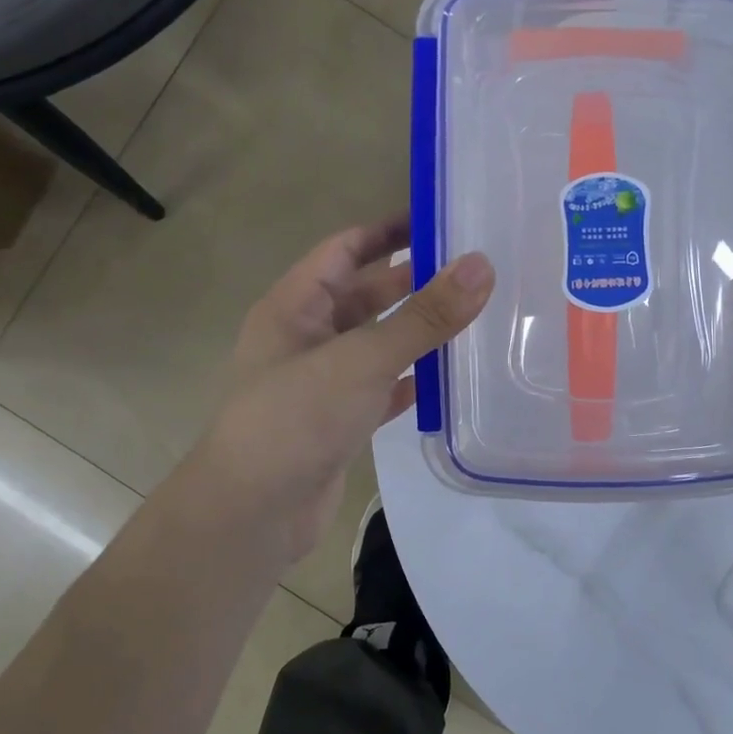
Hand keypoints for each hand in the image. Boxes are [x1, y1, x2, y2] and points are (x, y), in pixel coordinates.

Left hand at [166, 216, 493, 574]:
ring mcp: (319, 382)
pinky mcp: (335, 422)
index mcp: (293, 306)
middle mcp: (304, 338)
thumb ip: (423, 316)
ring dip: (413, 331)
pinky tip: (445, 378)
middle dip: (410, 281)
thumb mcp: (362, 359)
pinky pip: (379, 388)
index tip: (440, 217)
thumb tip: (481, 265)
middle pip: (362, 295)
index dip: (387, 230)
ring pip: (373, 343)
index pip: (344, 249)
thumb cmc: (295, 419)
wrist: (251, 515)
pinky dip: (408, 380)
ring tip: (470, 317)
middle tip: (470, 270)